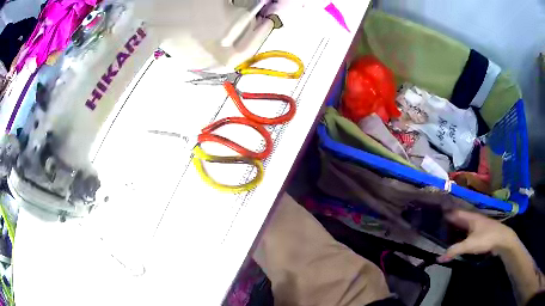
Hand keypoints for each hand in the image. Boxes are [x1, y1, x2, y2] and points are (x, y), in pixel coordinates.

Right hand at [437, 210, 517, 262]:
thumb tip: (438, 257)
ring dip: (453, 229)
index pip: (454, 212)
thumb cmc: (486, 238)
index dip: (444, 212)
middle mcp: (472, 218)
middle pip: (457, 219)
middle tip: (434, 226)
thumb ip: (454, 250)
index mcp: (469, 217)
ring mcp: (476, 225)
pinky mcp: (478, 232)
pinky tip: (455, 241)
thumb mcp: (469, 245)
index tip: (433, 213)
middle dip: (447, 222)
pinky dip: (459, 235)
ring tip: (441, 234)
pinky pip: (465, 232)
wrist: (501, 240)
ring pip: (462, 226)